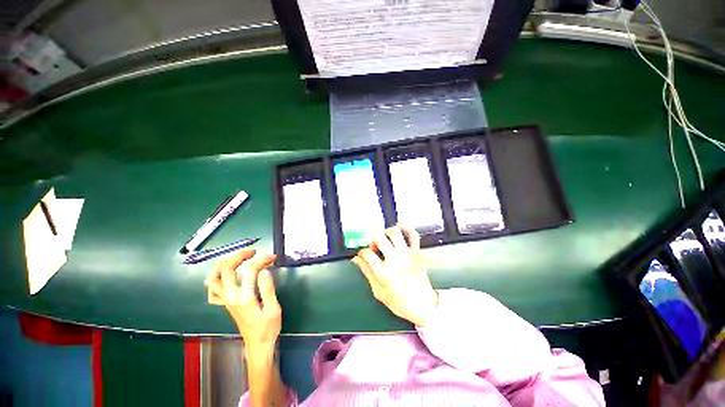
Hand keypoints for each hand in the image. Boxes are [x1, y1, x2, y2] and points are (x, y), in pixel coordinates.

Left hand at [205, 249, 280, 348]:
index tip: (272, 257)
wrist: (258, 344)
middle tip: (253, 251)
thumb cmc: (268, 327)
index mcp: (244, 298)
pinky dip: (215, 280)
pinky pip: (213, 291)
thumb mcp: (273, 308)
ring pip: (213, 279)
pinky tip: (224, 275)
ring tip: (236, 257)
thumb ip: (268, 289)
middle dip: (238, 256)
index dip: (261, 260)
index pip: (249, 271)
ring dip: (222, 265)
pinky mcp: (226, 304)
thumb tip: (264, 270)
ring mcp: (226, 301)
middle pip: (226, 270)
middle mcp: (231, 298)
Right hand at [352, 225, 438, 326]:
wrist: (423, 306)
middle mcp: (395, 260)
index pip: (367, 254)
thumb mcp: (378, 291)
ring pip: (394, 233)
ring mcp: (407, 255)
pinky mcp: (416, 253)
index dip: (361, 253)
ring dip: (387, 233)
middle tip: (374, 246)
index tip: (362, 254)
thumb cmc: (400, 302)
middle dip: (373, 240)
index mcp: (383, 272)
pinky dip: (407, 228)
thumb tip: (356, 260)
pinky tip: (401, 227)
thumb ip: (366, 273)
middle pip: (379, 239)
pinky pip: (413, 236)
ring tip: (386, 239)